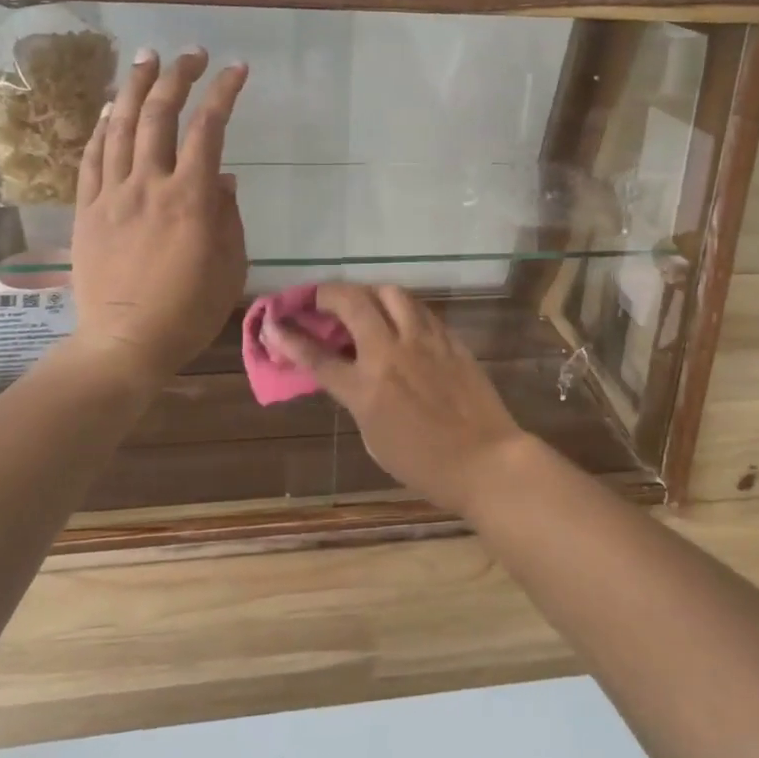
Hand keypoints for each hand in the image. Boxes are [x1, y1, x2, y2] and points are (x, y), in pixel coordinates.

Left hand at [68, 47, 248, 382]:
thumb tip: (224, 178)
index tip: (236, 70)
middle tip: (190, 54)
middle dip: (177, 77)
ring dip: (133, 88)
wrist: (123, 344)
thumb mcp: (230, 267)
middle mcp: (149, 185)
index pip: (208, 129)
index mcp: (190, 199)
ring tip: (146, 59)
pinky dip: (99, 128)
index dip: (223, 93)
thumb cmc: (187, 311)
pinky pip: (91, 158)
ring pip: (119, 127)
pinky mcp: (86, 210)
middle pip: (159, 115)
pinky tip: (107, 109)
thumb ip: (229, 216)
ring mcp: (112, 195)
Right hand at [267, 283, 531, 515]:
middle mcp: (391, 354)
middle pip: (352, 303)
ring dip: (368, 292)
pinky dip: (401, 307)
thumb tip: (350, 371)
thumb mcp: (375, 439)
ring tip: (363, 303)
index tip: (273, 321)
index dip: (290, 338)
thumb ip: (358, 398)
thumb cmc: (425, 464)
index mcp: (367, 389)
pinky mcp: (449, 339)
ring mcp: (423, 341)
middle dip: (327, 294)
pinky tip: (400, 319)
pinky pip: (419, 309)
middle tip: (318, 298)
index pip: (318, 356)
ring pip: (390, 293)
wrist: (485, 461)